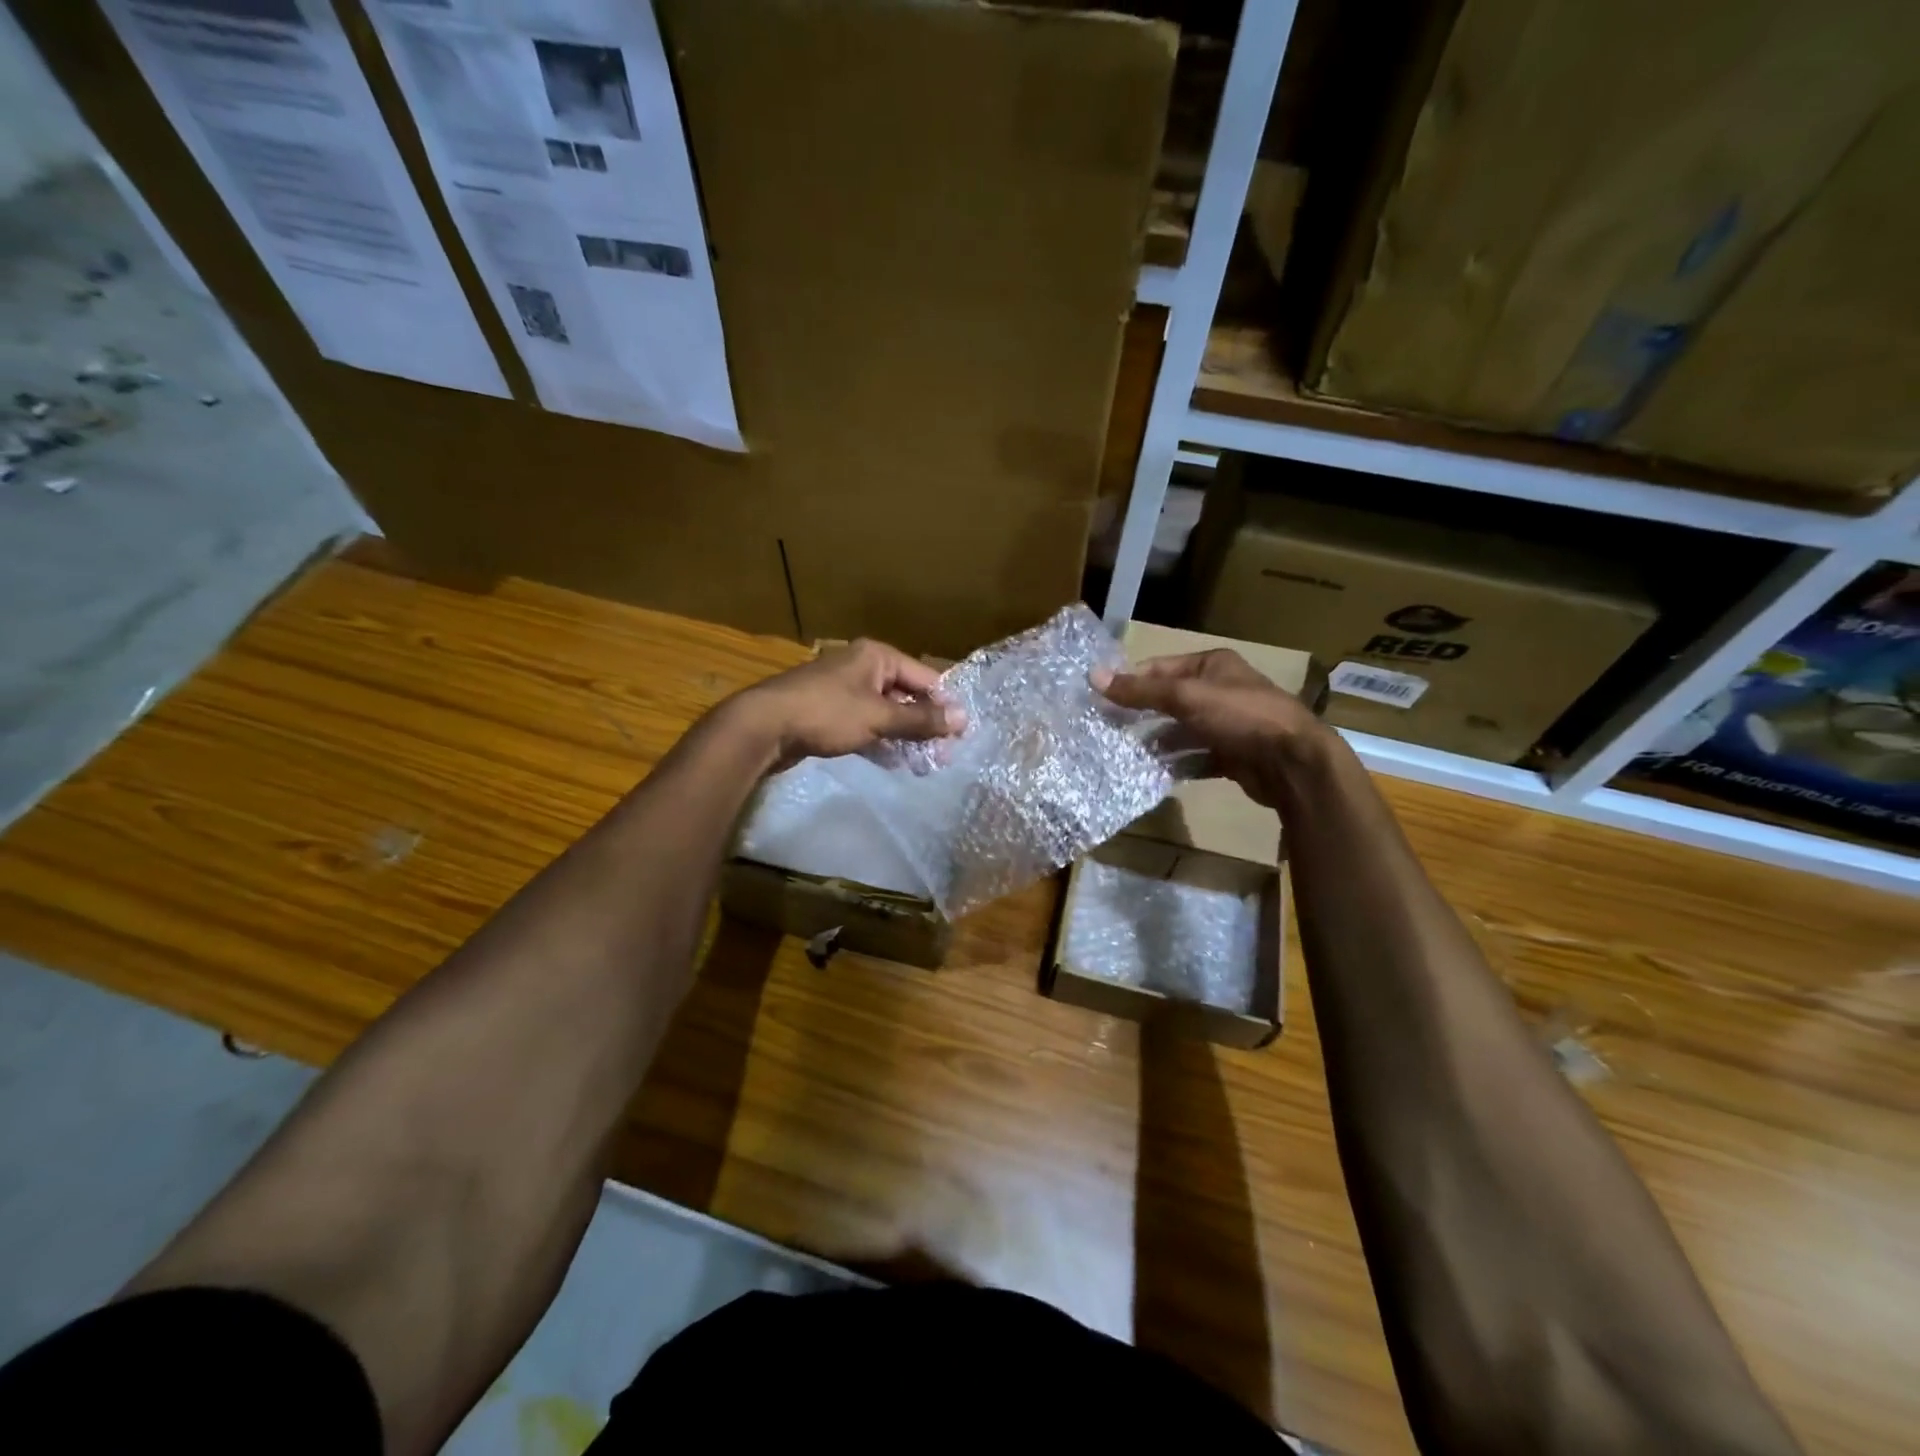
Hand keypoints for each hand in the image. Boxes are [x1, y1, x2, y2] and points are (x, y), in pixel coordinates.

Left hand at [728, 638, 965, 773]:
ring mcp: (844, 690)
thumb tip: (964, 718)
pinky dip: (880, 740)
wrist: (763, 727)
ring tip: (923, 763)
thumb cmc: (826, 713)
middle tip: (942, 755)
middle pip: (905, 695)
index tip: (961, 735)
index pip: (925, 678)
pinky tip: (893, 761)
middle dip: (924, 724)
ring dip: (904, 736)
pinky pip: (866, 724)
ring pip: (885, 712)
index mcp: (877, 656)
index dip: (944, 705)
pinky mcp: (830, 713)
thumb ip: (921, 720)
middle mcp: (862, 667)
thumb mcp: (879, 717)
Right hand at [1093, 649, 1334, 809]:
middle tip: (1106, 731)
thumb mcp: (1185, 697)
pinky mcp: (1231, 755)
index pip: (1159, 668)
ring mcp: (1227, 725)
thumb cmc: (1239, 716)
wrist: (1293, 763)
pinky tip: (1152, 774)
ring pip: (1181, 732)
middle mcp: (1220, 690)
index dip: (1130, 681)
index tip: (1099, 699)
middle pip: (1169, 700)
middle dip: (1140, 715)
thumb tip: (1092, 676)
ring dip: (1156, 743)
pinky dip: (1176, 764)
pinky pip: (1195, 758)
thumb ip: (1140, 690)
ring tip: (1123, 755)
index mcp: (1212, 665)